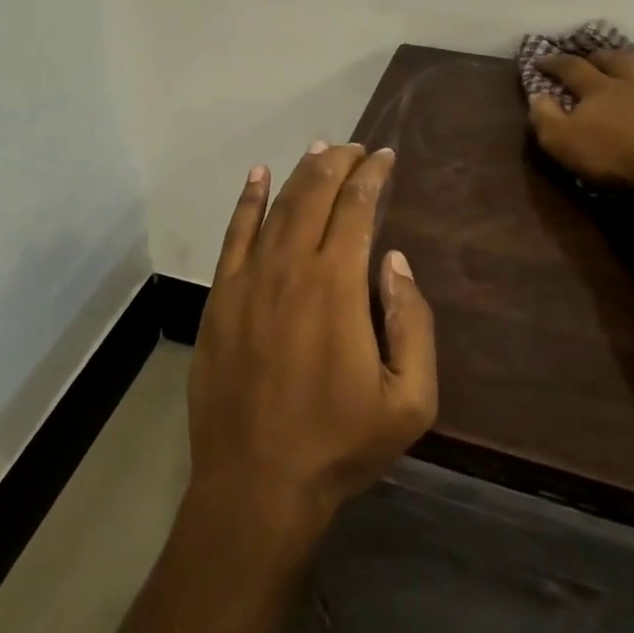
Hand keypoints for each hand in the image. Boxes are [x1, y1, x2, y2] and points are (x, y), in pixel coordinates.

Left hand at [187, 143, 437, 546]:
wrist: (256, 483)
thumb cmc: (338, 444)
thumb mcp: (409, 401)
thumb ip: (412, 322)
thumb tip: (395, 261)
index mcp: (337, 285)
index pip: (357, 208)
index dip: (372, 176)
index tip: (385, 156)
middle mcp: (291, 266)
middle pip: (316, 194)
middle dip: (339, 163)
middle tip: (357, 149)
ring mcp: (249, 278)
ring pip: (278, 205)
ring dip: (301, 172)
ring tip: (321, 149)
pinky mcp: (221, 295)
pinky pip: (235, 233)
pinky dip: (248, 199)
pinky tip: (258, 175)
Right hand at [529, 49, 633, 194]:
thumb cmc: (614, 156)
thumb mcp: (562, 142)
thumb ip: (545, 117)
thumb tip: (539, 96)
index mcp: (598, 88)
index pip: (571, 67)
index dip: (553, 62)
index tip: (540, 60)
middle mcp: (631, 82)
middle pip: (614, 59)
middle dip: (598, 56)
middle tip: (591, 59)